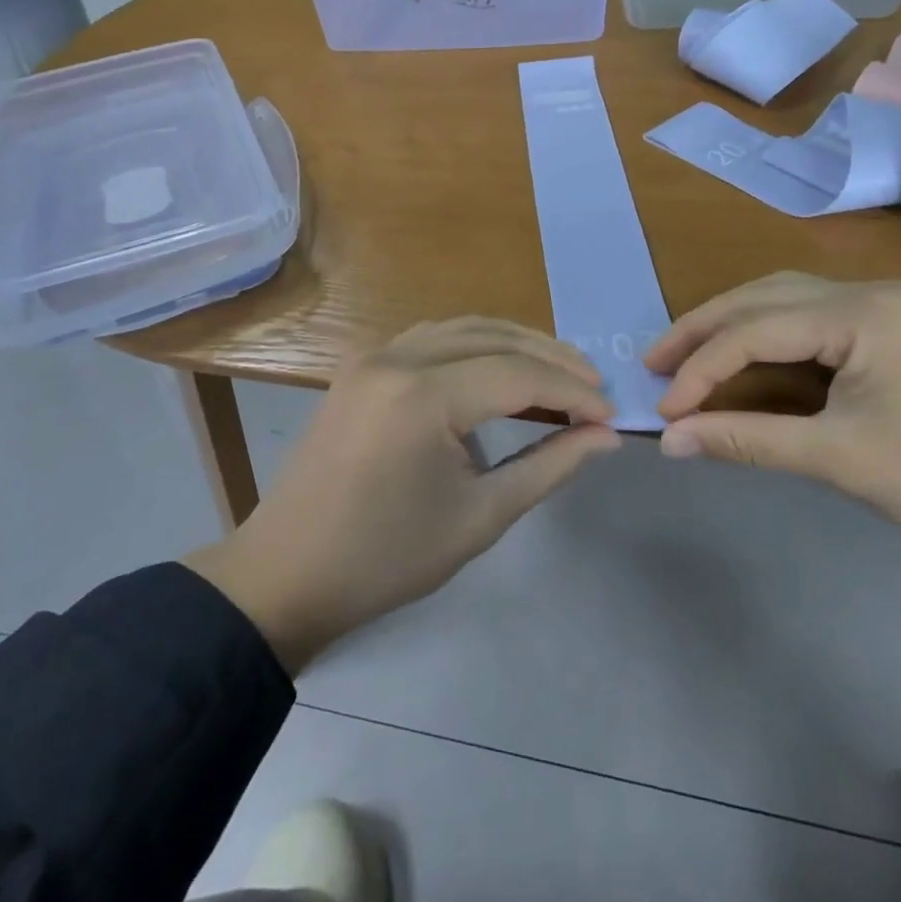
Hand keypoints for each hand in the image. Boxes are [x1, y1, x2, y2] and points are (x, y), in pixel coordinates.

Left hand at [184, 318, 620, 671]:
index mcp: (423, 396)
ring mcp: (372, 357)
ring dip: (514, 344)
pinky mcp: (360, 367)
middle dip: (550, 359)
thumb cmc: (387, 558)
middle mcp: (396, 358)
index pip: (518, 375)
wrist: (289, 573)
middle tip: (594, 387)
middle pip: (493, 338)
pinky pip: (431, 339)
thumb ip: (549, 466)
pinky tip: (498, 368)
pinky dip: (474, 345)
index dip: (572, 391)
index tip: (611, 415)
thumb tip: (606, 436)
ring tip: (558, 372)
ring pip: (462, 328)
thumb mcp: (480, 517)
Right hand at [645, 274, 900, 622]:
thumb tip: (669, 442)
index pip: (754, 329)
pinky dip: (770, 341)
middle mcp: (871, 292)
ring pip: (787, 304)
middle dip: (704, 330)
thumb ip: (747, 440)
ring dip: (734, 329)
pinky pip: (814, 323)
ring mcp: (889, 308)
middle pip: (764, 298)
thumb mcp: (840, 459)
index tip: (662, 410)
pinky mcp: (897, 333)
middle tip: (654, 363)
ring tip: (687, 359)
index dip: (700, 369)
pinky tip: (747, 362)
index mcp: (862, 311)